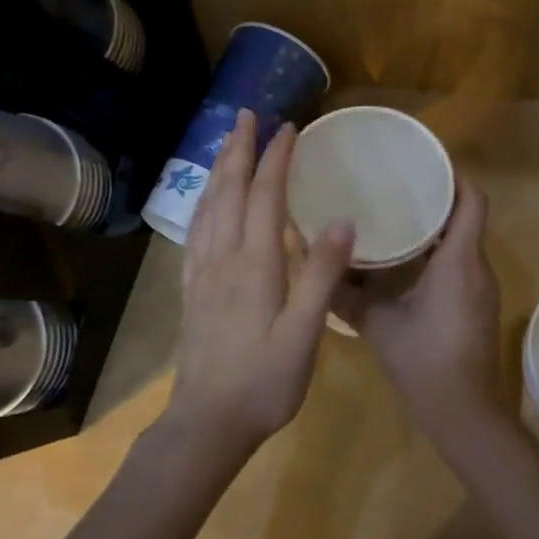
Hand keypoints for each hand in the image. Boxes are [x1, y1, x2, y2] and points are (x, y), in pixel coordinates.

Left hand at [165, 109, 355, 459]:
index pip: (264, 196)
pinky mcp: (193, 289)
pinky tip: (208, 200)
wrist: (207, 423)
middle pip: (228, 191)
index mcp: (253, 264)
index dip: (275, 158)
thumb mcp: (304, 334)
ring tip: (227, 141)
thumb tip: (345, 220)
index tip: (289, 127)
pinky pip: (196, 229)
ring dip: (219, 168)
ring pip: (208, 206)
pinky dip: (204, 200)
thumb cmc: (264, 382)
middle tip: (247, 114)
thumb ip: (322, 276)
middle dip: (238, 148)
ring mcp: (202, 273)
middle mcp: (223, 258)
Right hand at [340, 182, 507, 439]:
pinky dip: (437, 249)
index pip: (472, 199)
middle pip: (466, 213)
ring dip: (436, 222)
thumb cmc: (424, 362)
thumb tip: (311, 261)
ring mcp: (480, 286)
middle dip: (436, 194)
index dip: (453, 174)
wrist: (465, 414)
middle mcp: (476, 266)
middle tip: (396, 182)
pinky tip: (405, 256)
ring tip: (396, 210)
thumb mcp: (377, 324)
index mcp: (458, 261)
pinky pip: (460, 260)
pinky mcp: (475, 303)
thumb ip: (344, 293)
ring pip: (463, 238)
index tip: (420, 161)